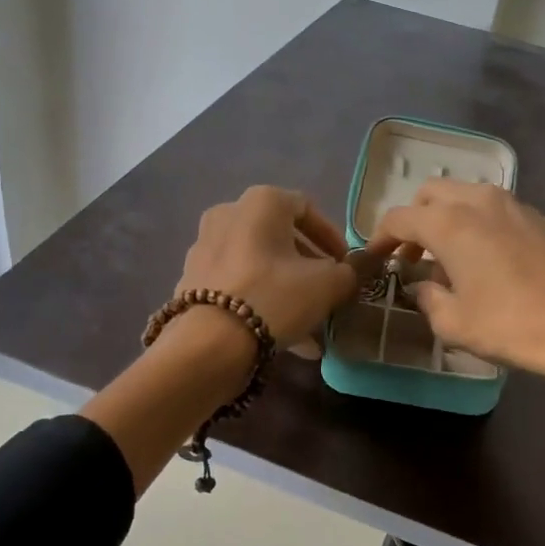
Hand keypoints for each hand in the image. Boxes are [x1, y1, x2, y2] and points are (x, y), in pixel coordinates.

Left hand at [175, 185, 356, 347]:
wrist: (209, 343)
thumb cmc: (275, 297)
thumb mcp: (327, 285)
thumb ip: (349, 272)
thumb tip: (352, 270)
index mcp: (261, 202)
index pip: (306, 208)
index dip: (331, 236)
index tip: (345, 265)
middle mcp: (228, 214)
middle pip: (279, 237)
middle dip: (307, 264)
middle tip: (326, 290)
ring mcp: (204, 247)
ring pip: (259, 263)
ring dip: (286, 286)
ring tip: (309, 322)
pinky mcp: (192, 280)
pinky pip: (238, 284)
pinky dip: (261, 299)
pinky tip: (281, 333)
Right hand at [367, 181, 544, 407]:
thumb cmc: (513, 327)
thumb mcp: (454, 324)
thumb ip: (428, 298)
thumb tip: (426, 285)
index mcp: (451, 223)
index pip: (400, 217)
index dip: (381, 237)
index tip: (376, 257)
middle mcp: (482, 202)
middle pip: (434, 193)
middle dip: (417, 219)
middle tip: (415, 254)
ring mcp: (520, 206)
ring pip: (472, 197)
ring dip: (453, 220)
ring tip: (456, 259)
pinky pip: (505, 215)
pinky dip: (489, 230)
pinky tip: (501, 265)